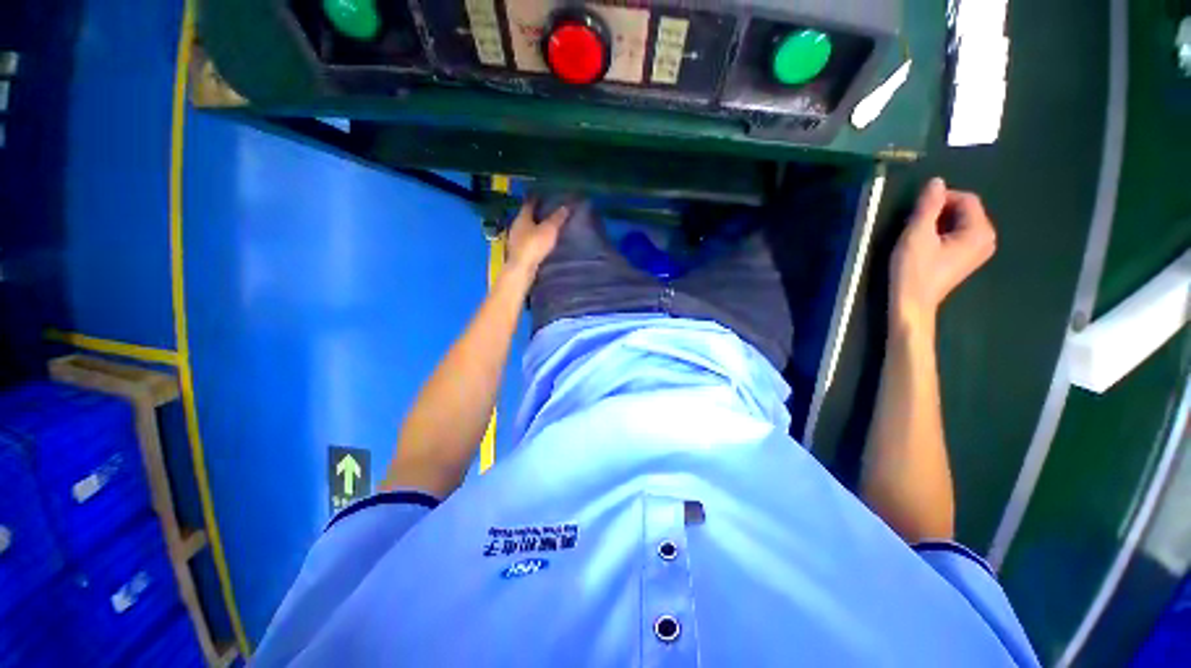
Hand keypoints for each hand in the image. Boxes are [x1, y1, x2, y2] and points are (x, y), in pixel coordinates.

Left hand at [504, 198, 570, 276]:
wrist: (521, 268)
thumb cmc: (534, 245)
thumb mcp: (549, 230)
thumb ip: (557, 218)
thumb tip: (566, 206)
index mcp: (522, 217)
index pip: (529, 203)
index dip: (537, 199)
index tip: (544, 196)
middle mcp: (516, 226)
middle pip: (526, 216)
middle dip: (536, 213)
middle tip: (548, 211)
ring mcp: (515, 239)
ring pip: (525, 229)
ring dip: (534, 227)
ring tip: (545, 227)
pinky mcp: (517, 251)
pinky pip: (526, 240)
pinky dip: (533, 238)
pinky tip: (540, 242)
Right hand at [890, 178, 996, 332]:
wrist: (911, 303)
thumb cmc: (914, 270)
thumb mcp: (917, 235)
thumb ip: (928, 206)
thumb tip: (936, 181)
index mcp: (980, 231)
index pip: (966, 199)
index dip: (940, 199)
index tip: (916, 211)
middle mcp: (986, 239)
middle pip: (964, 210)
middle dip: (939, 212)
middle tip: (914, 224)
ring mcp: (978, 251)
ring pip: (959, 223)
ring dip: (938, 223)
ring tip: (916, 235)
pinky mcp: (966, 260)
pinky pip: (957, 236)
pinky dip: (941, 234)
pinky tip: (924, 246)